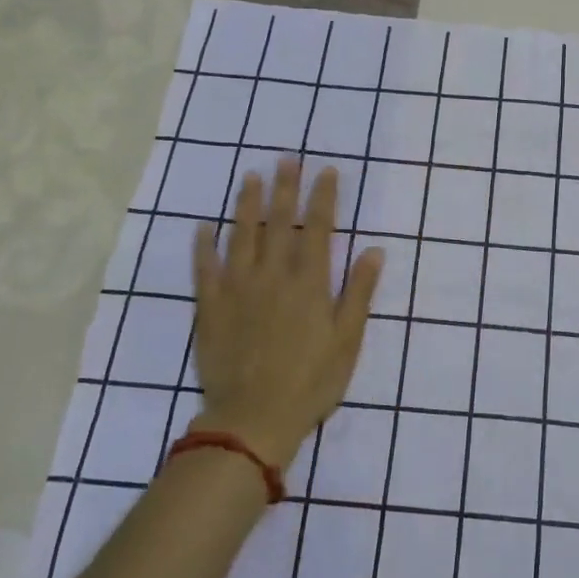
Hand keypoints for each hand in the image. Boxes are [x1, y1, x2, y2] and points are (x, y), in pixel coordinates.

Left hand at [190, 158, 382, 469]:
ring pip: (242, 235)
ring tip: (250, 176)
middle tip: (286, 159)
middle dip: (285, 188)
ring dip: (246, 204)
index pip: (319, 228)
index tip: (326, 171)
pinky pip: (205, 268)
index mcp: (310, 282)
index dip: (323, 197)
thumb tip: (375, 250)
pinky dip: (203, 246)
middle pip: (280, 222)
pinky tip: (203, 227)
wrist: (253, 418)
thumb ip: (359, 292)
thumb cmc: (310, 381)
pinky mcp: (211, 306)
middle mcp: (273, 275)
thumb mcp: (347, 340)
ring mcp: (238, 288)